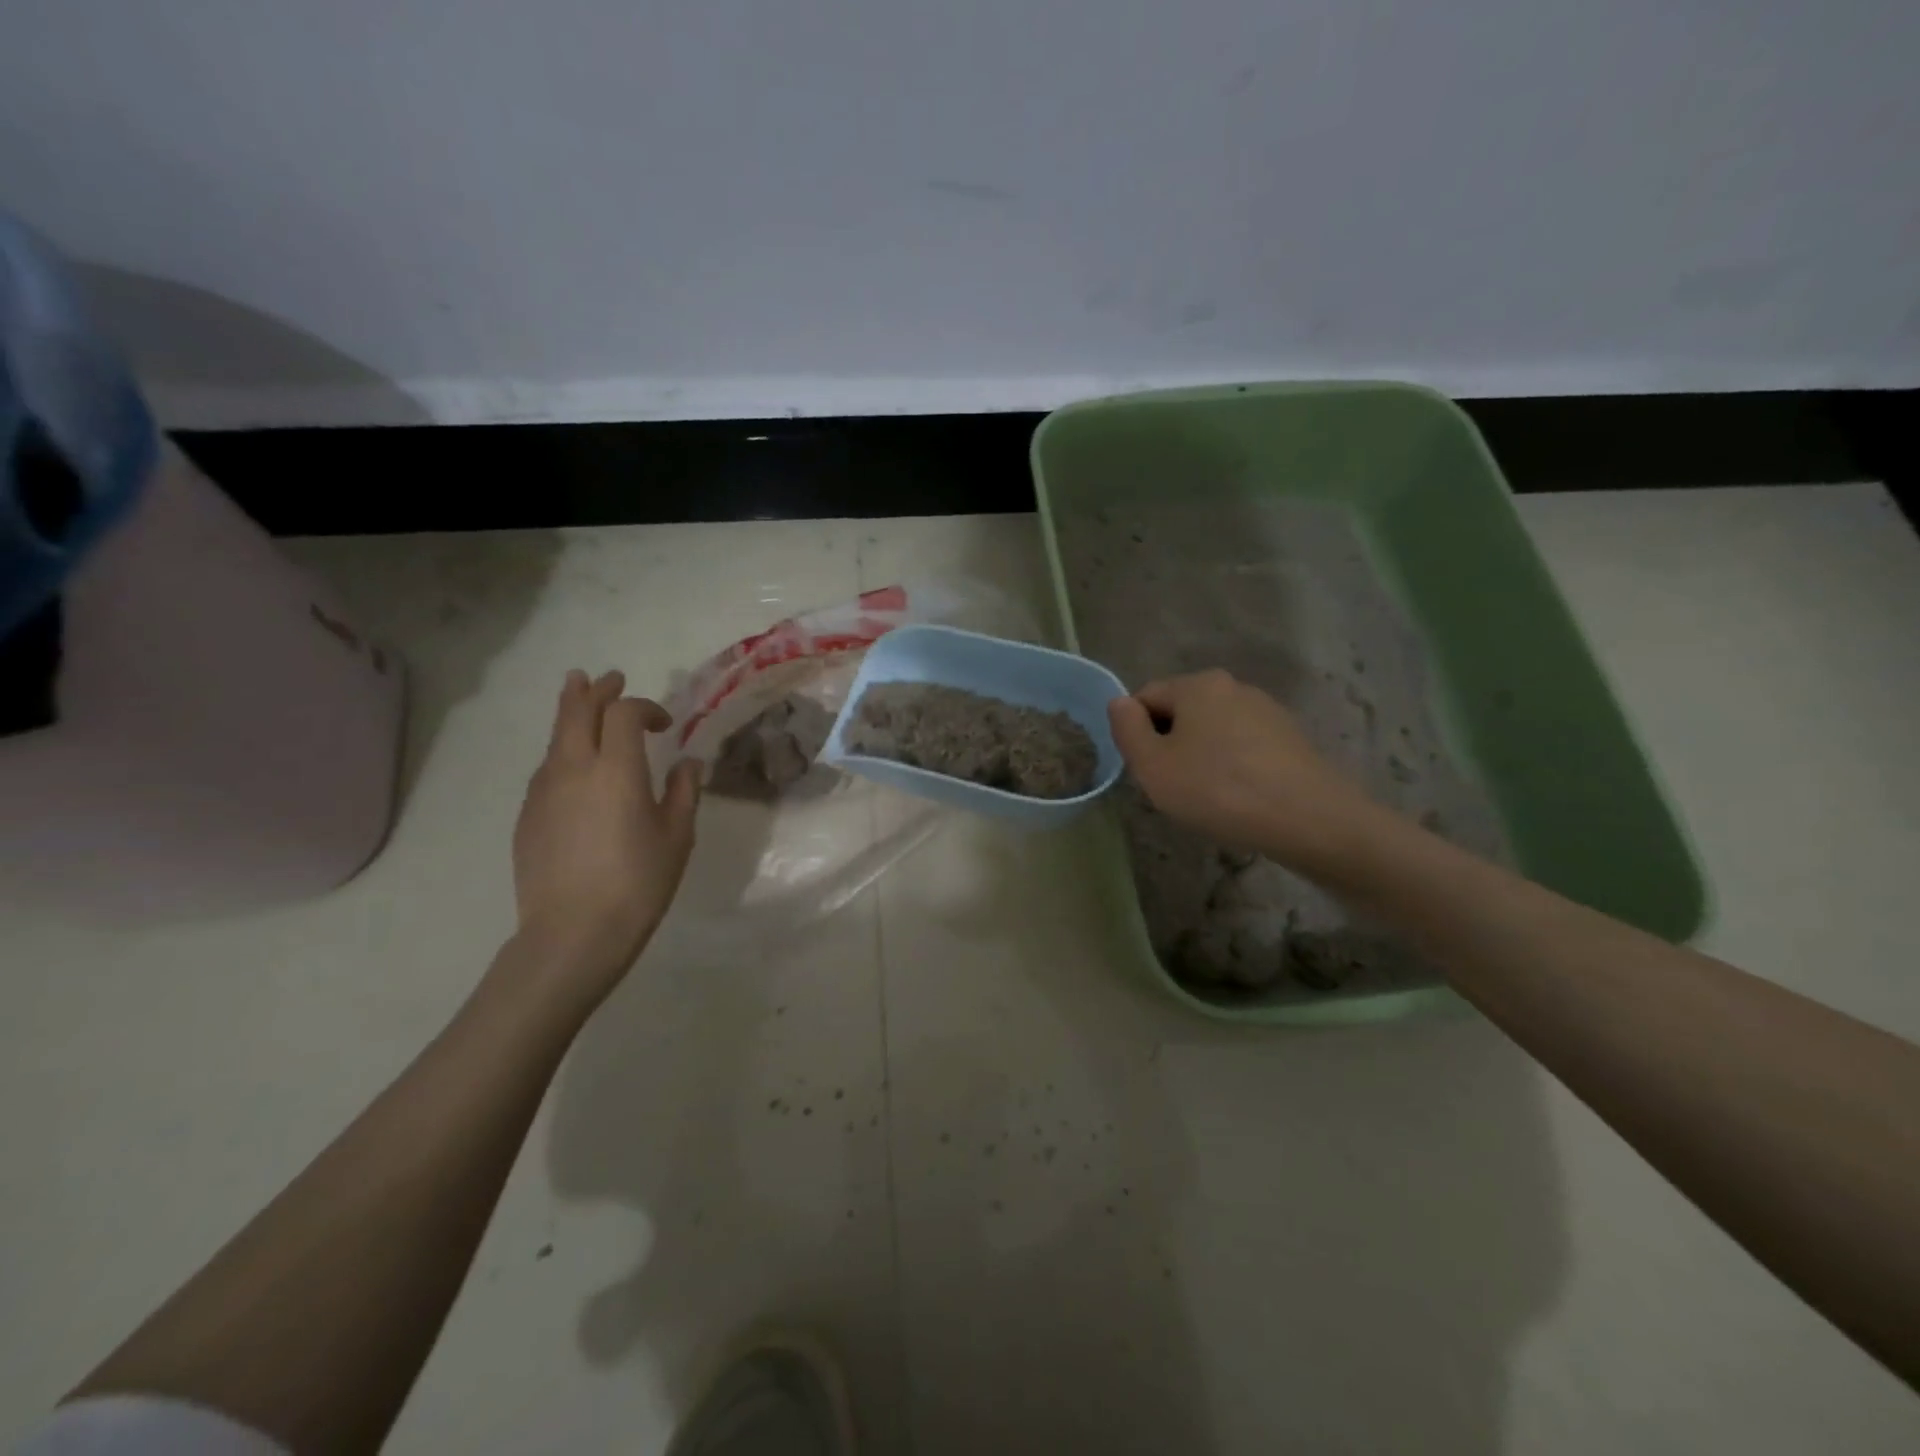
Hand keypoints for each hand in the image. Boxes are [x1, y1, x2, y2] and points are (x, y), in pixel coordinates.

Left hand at [510, 670, 700, 1001]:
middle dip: (595, 690)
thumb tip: (687, 764)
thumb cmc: (638, 883)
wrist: (572, 933)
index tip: (665, 725)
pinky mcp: (527, 815)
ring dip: (572, 714)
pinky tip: (573, 765)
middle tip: (608, 678)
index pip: (624, 713)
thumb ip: (684, 792)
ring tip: (580, 698)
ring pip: (556, 738)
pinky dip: (561, 751)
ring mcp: (543, 791)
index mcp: (617, 770)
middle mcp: (574, 768)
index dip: (645, 707)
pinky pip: (546, 768)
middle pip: (577, 711)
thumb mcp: (677, 837)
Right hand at [1108, 669, 1374, 868]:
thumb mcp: (1153, 766)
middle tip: (1173, 788)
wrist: (1309, 820)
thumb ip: (1127, 729)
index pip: (1146, 697)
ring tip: (1209, 798)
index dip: (1136, 734)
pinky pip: (1243, 747)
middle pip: (1181, 712)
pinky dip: (1232, 767)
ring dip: (1201, 757)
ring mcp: (1267, 711)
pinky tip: (1240, 798)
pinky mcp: (1290, 738)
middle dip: (1170, 745)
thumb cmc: (1219, 790)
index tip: (1147, 771)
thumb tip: (1119, 702)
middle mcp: (1233, 686)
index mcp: (1197, 685)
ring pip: (1213, 731)